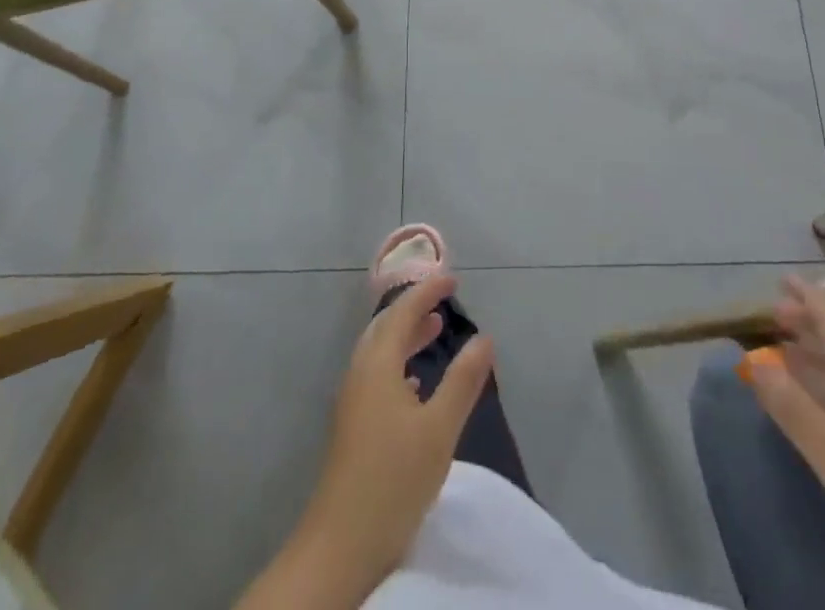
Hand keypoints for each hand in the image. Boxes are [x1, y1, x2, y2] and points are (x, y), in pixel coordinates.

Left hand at [302, 273, 495, 593]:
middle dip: (414, 309)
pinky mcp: (352, 426)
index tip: (453, 279)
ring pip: (381, 352)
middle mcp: (361, 373)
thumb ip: (463, 380)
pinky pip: (377, 375)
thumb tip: (484, 338)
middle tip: (443, 300)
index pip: (403, 312)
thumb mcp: (439, 428)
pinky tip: (415, 385)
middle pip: (386, 327)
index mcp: (378, 364)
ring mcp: (353, 401)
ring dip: (406, 336)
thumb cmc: (393, 478)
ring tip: (434, 332)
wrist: (340, 545)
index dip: (428, 291)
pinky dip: (399, 364)